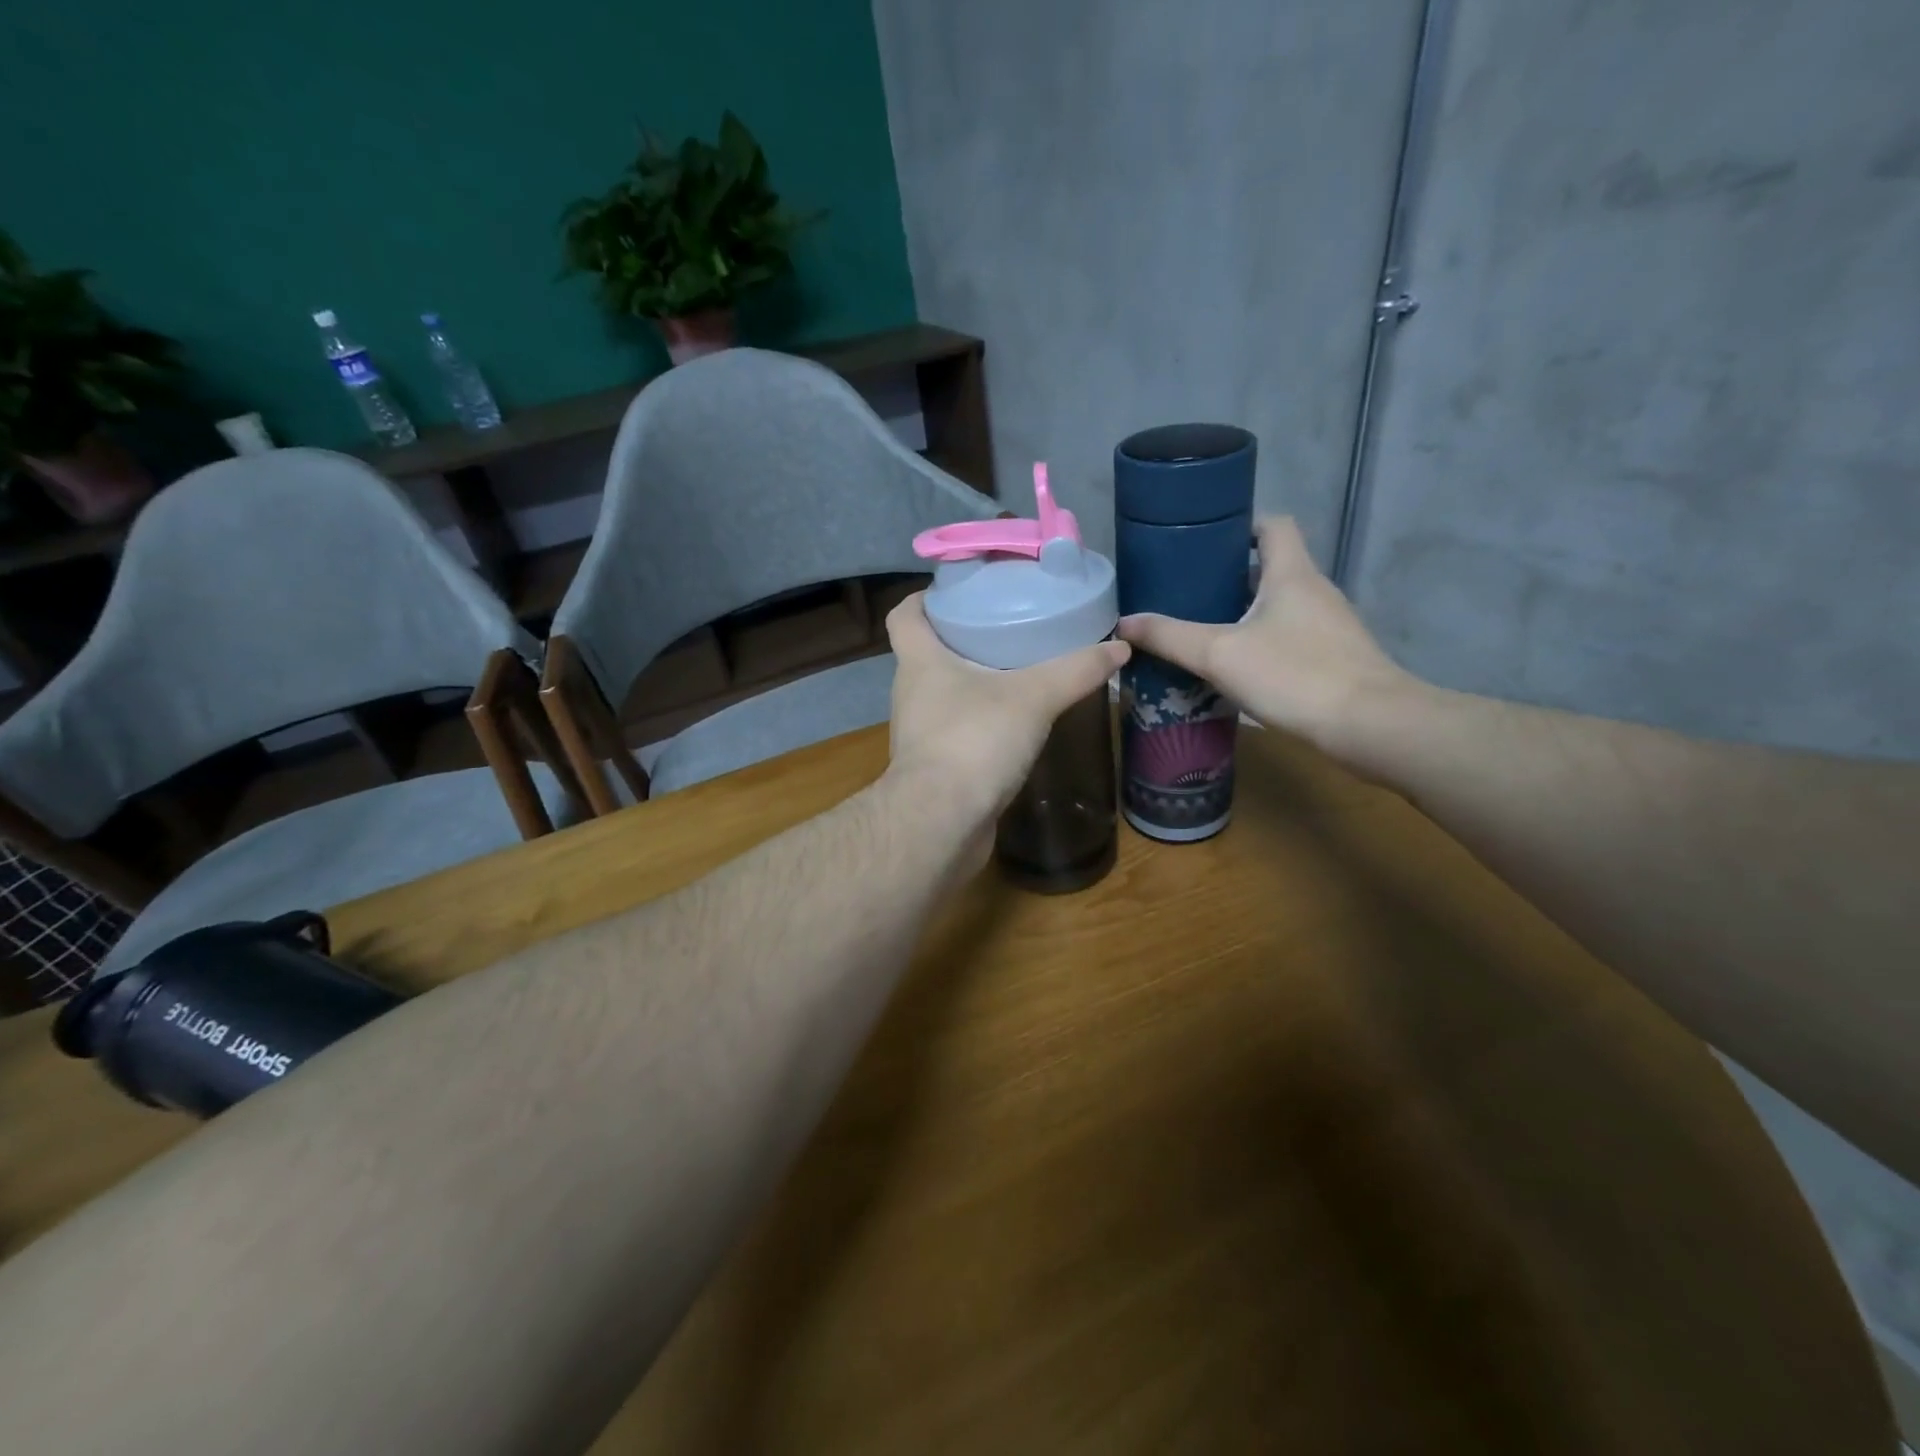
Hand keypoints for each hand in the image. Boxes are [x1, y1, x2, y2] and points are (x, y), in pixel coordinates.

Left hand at [884, 593, 1129, 823]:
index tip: (956, 592)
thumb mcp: (1034, 697)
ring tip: (1017, 673)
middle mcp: (911, 694)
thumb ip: (1076, 670)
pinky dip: (980, 723)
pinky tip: (1014, 726)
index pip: (903, 615)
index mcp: (919, 662)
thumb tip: (1119, 648)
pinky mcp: (934, 768)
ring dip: (972, 683)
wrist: (941, 823)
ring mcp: (919, 734)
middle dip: (961, 638)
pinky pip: (956, 732)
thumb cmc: (974, 741)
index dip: (923, 598)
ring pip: (943, 695)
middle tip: (1005, 627)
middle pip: (927, 653)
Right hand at [1116, 517, 1413, 752]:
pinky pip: (1290, 635)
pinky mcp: (1334, 657)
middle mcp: (1314, 590)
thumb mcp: (1220, 654)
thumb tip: (1123, 623)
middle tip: (1186, 594)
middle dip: (1228, 576)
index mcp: (1291, 573)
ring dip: (1243, 612)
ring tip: (1202, 630)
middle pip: (1271, 567)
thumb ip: (1170, 637)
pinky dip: (1262, 641)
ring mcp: (1329, 625)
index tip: (1204, 543)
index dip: (1241, 525)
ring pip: (1279, 605)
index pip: (1273, 524)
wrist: (1370, 725)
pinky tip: (1236, 668)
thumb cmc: (1295, 675)